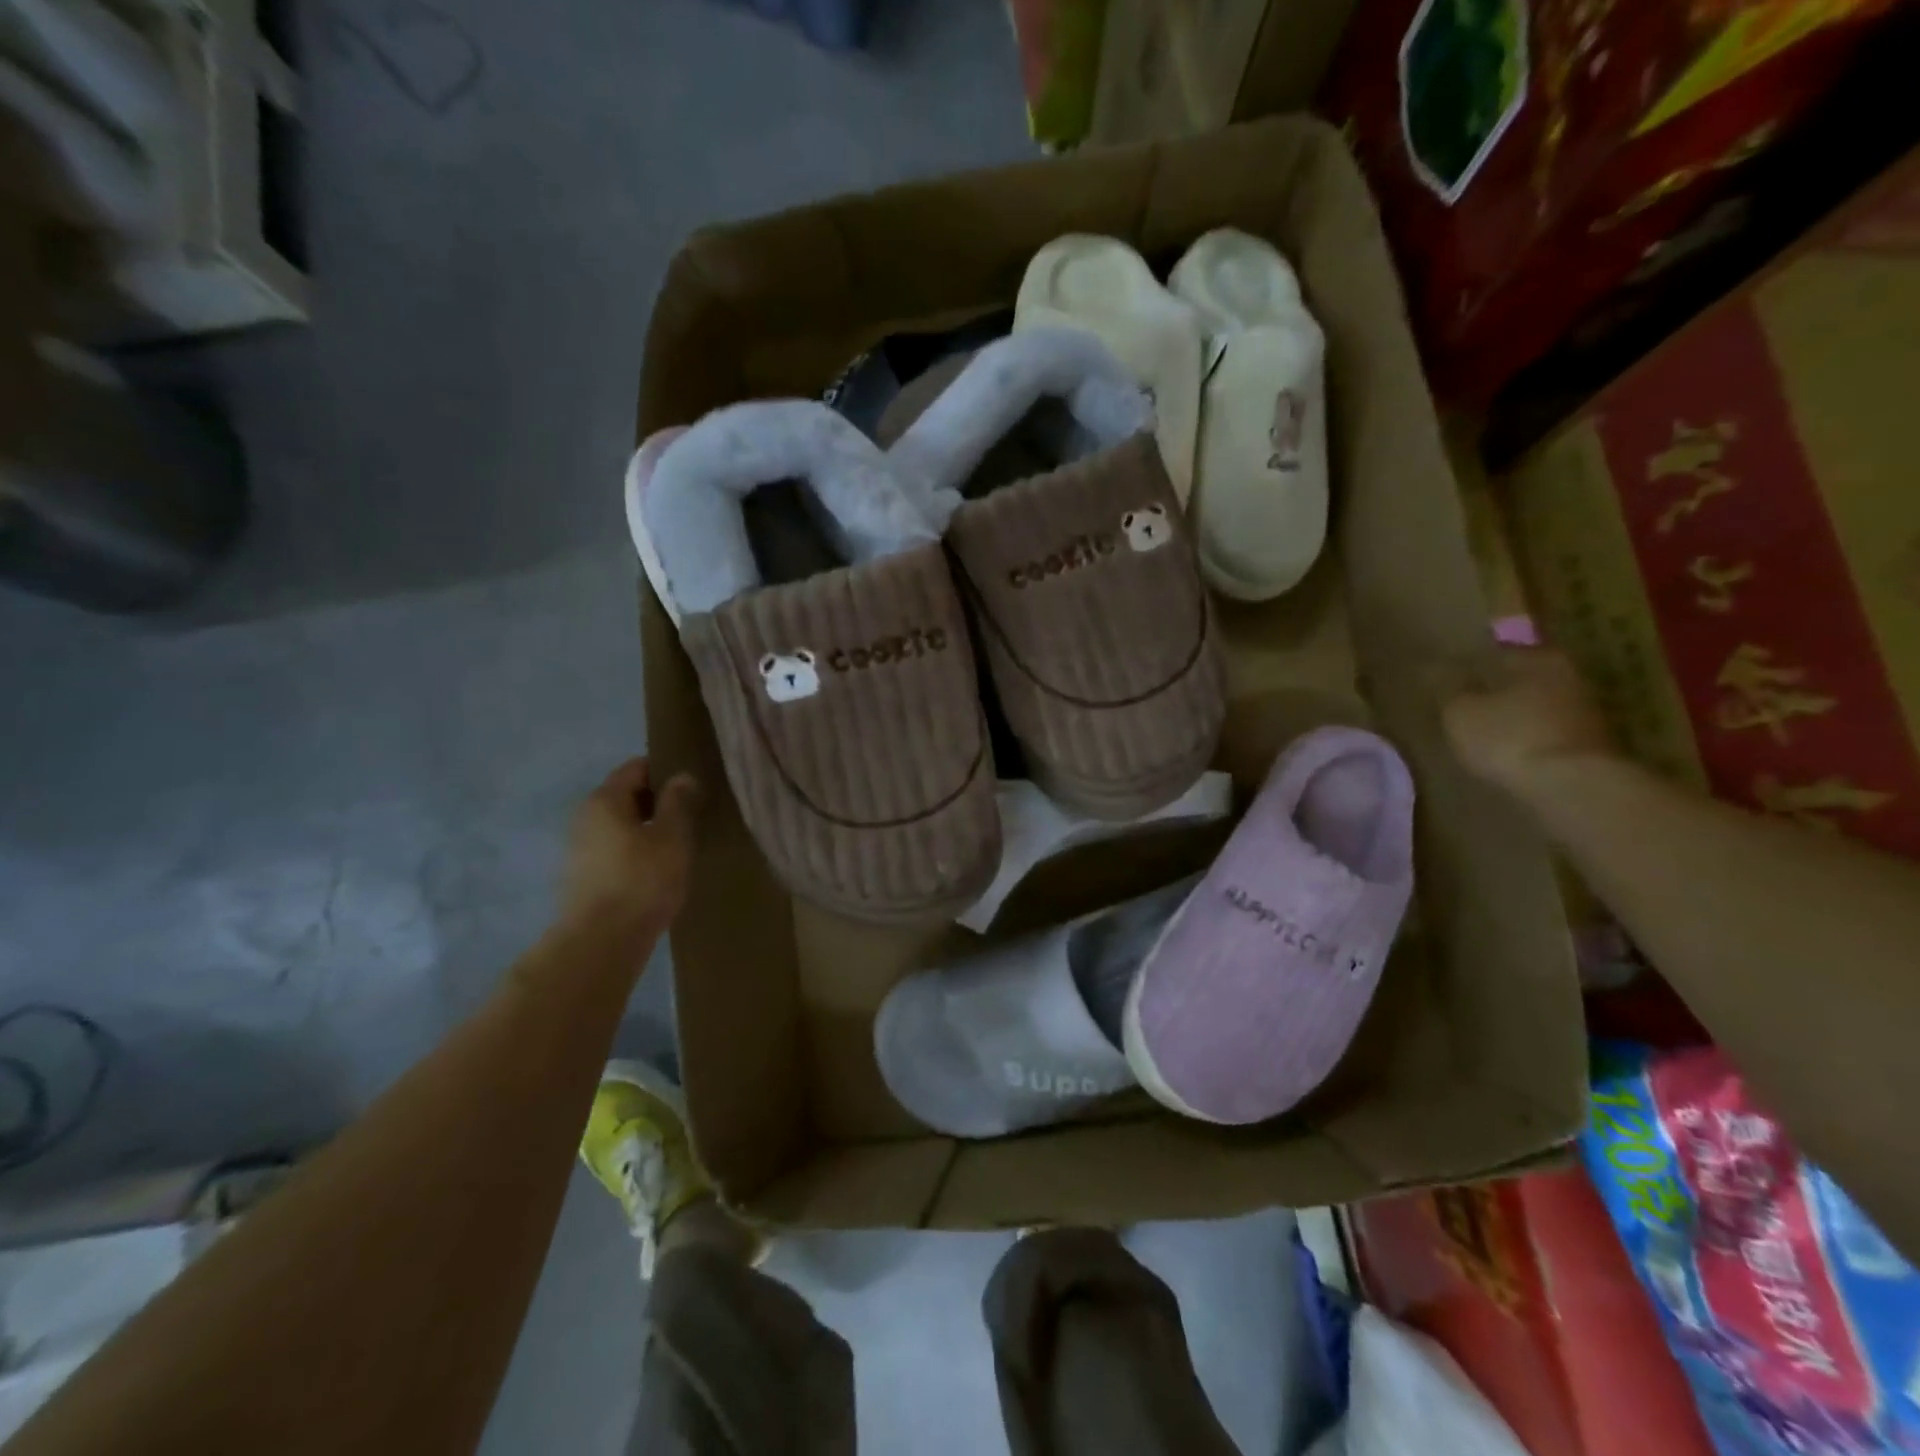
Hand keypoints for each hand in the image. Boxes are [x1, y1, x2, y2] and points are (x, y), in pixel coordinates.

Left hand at [561, 758, 699, 934]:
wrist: (602, 941)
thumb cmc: (642, 880)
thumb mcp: (671, 836)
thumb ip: (677, 802)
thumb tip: (680, 776)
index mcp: (605, 799)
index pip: (636, 767)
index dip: (665, 771)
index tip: (692, 785)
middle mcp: (585, 816)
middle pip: (625, 795)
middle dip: (657, 801)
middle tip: (690, 815)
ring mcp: (579, 847)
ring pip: (620, 825)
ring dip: (646, 828)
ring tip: (677, 844)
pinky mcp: (582, 875)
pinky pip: (614, 849)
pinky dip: (635, 851)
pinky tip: (657, 869)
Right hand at [1442, 646, 1617, 801]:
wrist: (1573, 787)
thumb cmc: (1509, 737)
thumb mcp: (1460, 713)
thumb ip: (1450, 690)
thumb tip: (1439, 671)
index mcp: (1539, 658)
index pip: (1501, 651)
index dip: (1476, 663)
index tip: (1457, 677)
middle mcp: (1570, 676)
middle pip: (1527, 678)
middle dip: (1501, 689)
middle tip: (1472, 703)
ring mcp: (1589, 711)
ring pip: (1542, 705)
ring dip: (1519, 715)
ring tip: (1490, 731)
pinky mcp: (1595, 744)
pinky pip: (1552, 732)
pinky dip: (1534, 737)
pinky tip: (1513, 751)